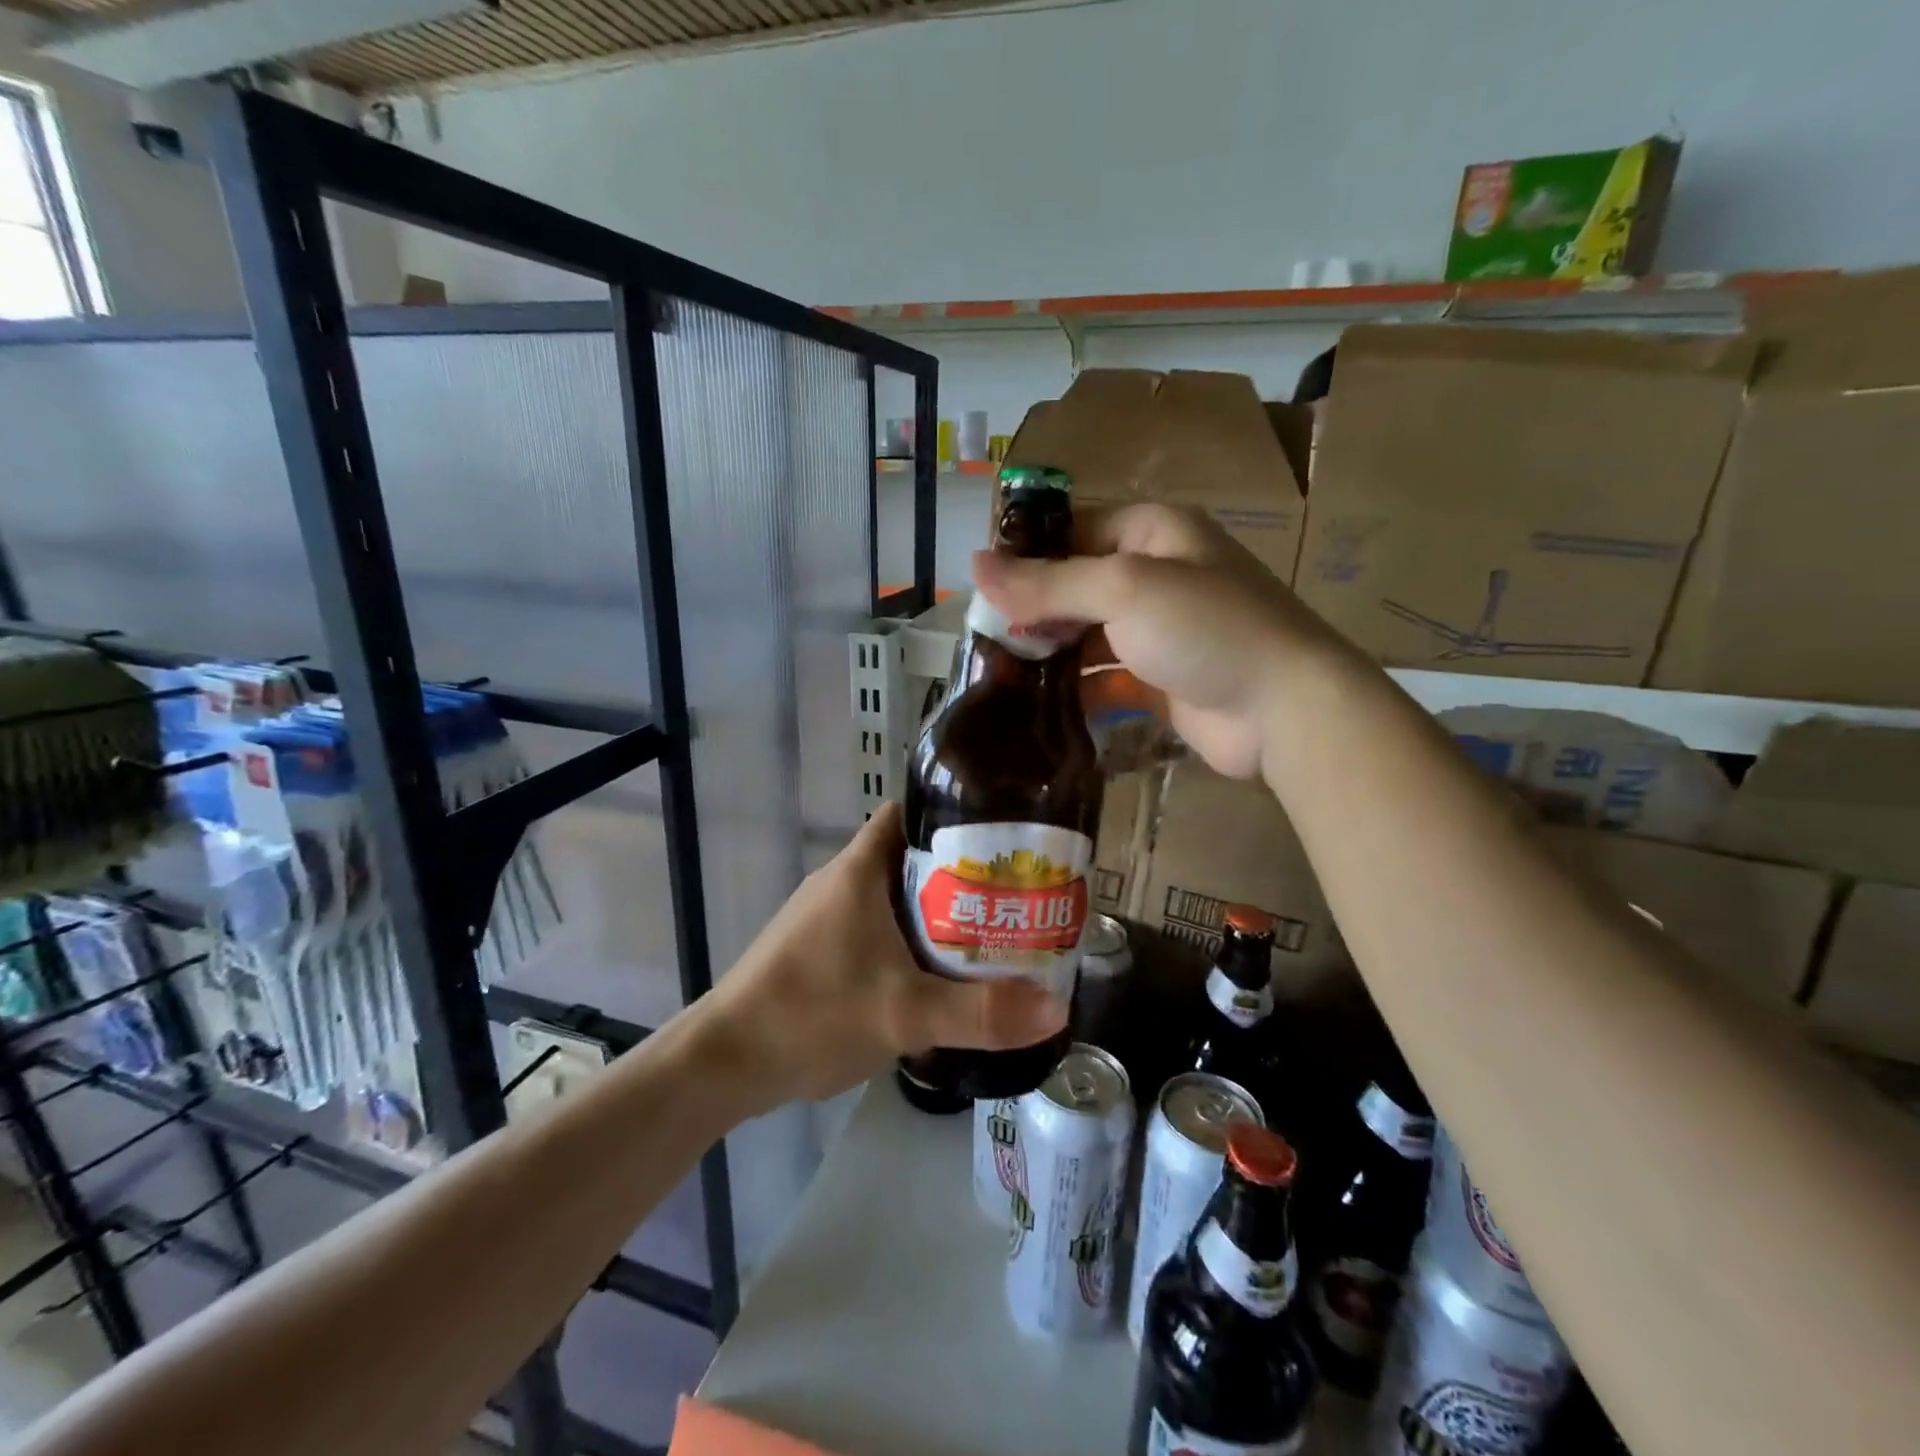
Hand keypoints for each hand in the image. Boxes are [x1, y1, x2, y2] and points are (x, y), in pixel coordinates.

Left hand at [694, 802, 1066, 1111]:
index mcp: (858, 869)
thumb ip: (981, 1011)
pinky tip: (939, 972)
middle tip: (1013, 893)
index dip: (953, 815)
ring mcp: (827, 917)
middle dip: (961, 872)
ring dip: (937, 911)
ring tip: (991, 930)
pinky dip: (910, 940)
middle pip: (911, 857)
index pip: (909, 812)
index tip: (1002, 835)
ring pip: (895, 897)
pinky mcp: (820, 950)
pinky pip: (878, 929)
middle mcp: (842, 881)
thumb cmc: (812, 1014)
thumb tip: (1058, 1008)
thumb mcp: (905, 1013)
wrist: (726, 1063)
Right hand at [972, 504, 1335, 779]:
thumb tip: (974, 565)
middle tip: (985, 637)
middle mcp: (1157, 576)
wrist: (1284, 710)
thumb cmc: (1207, 628)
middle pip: (1077, 585)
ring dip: (1049, 652)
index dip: (1028, 554)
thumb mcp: (1124, 589)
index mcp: (1155, 533)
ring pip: (1088, 634)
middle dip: (1033, 610)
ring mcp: (1160, 632)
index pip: (1075, 530)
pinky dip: (1075, 688)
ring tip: (999, 672)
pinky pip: (1105, 677)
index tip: (981, 586)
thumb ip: (1048, 582)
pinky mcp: (1160, 680)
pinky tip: (1037, 705)